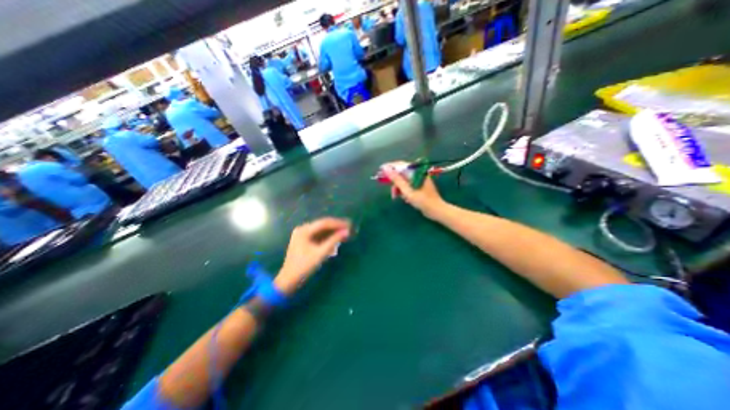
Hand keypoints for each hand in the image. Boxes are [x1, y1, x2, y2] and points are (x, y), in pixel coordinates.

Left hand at [276, 219, 352, 294]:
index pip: (324, 223)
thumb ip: (334, 241)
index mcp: (304, 230)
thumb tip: (347, 231)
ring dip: (333, 232)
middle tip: (350, 228)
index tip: (349, 224)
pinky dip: (328, 238)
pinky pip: (319, 236)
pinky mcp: (305, 241)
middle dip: (337, 227)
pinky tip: (336, 240)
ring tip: (345, 234)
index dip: (338, 223)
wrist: (289, 280)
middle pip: (323, 225)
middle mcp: (303, 229)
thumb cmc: (303, 267)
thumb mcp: (320, 254)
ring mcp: (303, 235)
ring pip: (322, 231)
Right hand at [382, 164, 444, 220]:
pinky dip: (403, 191)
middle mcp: (418, 173)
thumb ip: (397, 179)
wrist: (437, 211)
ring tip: (397, 197)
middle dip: (395, 182)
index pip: (401, 165)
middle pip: (401, 173)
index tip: (380, 170)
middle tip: (390, 190)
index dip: (390, 166)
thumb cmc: (423, 201)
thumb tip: (386, 169)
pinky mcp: (419, 185)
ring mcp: (419, 179)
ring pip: (403, 180)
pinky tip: (404, 198)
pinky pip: (407, 185)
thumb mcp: (408, 191)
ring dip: (398, 188)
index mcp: (417, 171)